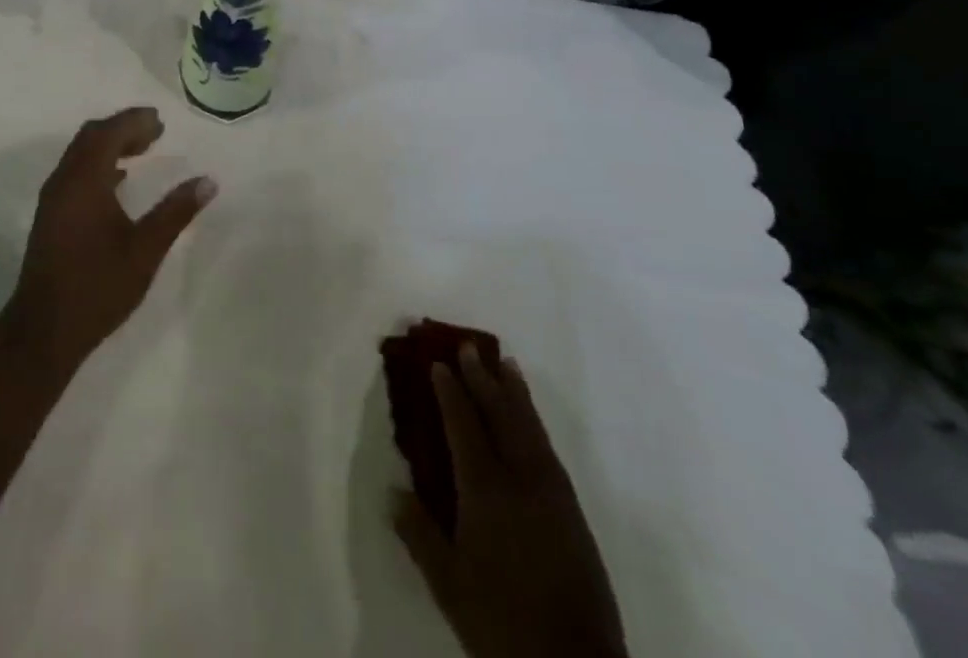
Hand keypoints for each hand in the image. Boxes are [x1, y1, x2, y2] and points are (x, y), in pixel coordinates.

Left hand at [6, 107, 216, 371]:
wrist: (43, 330)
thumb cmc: (97, 287)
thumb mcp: (145, 250)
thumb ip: (175, 212)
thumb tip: (207, 181)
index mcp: (84, 181)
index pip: (108, 133)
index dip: (134, 121)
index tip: (160, 120)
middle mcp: (64, 181)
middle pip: (91, 137)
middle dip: (123, 128)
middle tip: (155, 131)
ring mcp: (53, 199)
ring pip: (80, 154)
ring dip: (110, 145)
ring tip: (142, 150)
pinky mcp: (51, 215)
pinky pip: (75, 172)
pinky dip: (98, 164)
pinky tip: (118, 181)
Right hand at [394, 345, 627, 657]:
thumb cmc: (502, 621)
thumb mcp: (449, 584)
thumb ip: (420, 534)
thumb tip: (394, 492)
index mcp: (486, 489)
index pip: (464, 425)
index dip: (450, 392)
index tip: (438, 363)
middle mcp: (521, 479)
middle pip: (501, 415)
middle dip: (483, 379)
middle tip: (469, 347)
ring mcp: (552, 494)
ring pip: (530, 427)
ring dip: (515, 393)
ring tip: (506, 364)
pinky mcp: (574, 513)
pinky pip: (548, 449)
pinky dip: (534, 422)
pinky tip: (530, 420)